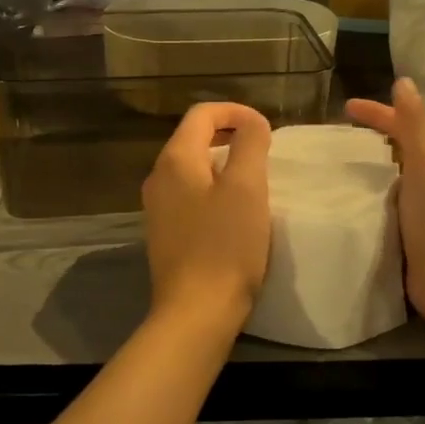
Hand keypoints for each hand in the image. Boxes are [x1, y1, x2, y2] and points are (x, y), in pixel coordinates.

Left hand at [142, 102, 272, 326]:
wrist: (196, 312)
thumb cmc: (225, 245)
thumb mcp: (247, 187)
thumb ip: (250, 144)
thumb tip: (252, 122)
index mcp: (175, 159)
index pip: (202, 114)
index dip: (236, 111)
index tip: (266, 128)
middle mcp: (159, 177)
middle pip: (193, 138)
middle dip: (230, 135)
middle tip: (264, 151)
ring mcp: (158, 207)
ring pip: (192, 168)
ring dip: (224, 163)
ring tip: (254, 180)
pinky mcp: (165, 233)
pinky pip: (190, 195)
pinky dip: (214, 189)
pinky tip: (234, 212)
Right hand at [346, 78, 424, 329]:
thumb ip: (416, 123)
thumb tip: (404, 81)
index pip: (404, 124)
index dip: (378, 112)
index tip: (346, 108)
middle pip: (399, 147)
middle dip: (372, 136)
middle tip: (336, 137)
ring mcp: (419, 207)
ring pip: (391, 175)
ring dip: (368, 166)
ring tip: (335, 167)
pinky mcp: (407, 232)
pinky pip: (383, 202)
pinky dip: (367, 195)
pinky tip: (347, 201)